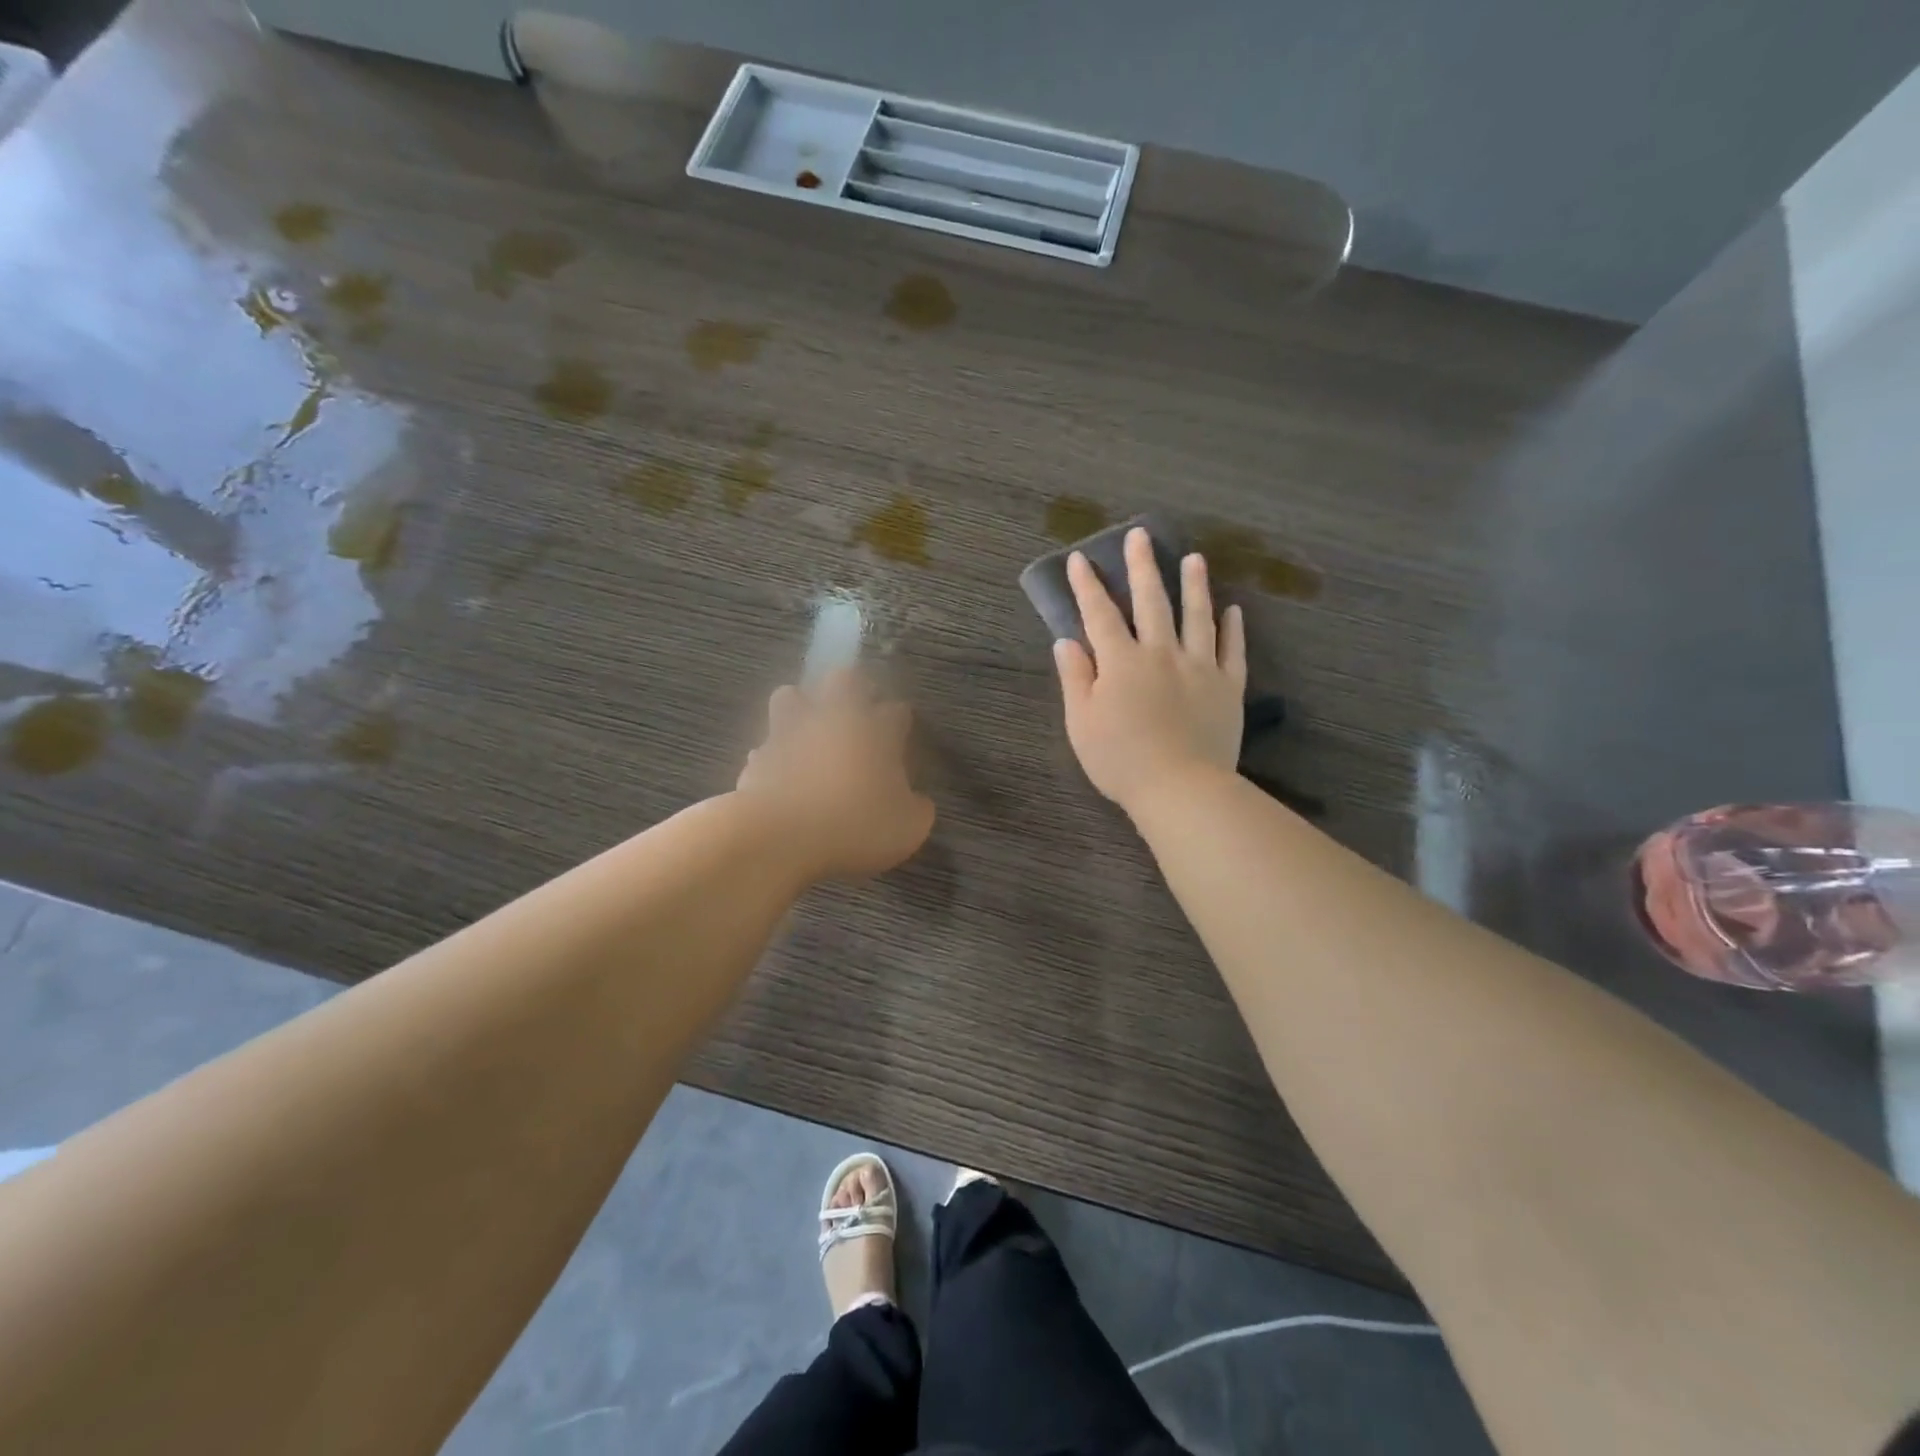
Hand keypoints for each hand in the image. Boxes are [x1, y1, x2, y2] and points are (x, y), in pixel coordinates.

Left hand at [736, 669, 935, 880]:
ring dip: (801, 707)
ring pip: (791, 695)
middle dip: (854, 689)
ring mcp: (790, 732)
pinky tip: (781, 775)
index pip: (897, 710)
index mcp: (877, 730)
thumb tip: (916, 801)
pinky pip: (766, 744)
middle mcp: (834, 719)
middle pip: (844, 678)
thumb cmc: (855, 825)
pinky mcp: (758, 755)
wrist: (780, 835)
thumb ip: (917, 808)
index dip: (900, 723)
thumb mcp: (908, 827)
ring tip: (809, 734)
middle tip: (858, 716)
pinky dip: (774, 754)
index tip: (900, 740)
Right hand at [1054, 527, 1246, 811]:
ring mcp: (1199, 667)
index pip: (1100, 615)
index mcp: (1121, 662)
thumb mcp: (1081, 723)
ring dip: (1194, 585)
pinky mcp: (1227, 687)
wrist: (1180, 787)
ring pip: (1197, 616)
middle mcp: (1161, 653)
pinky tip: (1233, 610)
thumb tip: (1066, 641)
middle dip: (1142, 567)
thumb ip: (1076, 678)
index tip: (1080, 559)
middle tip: (1141, 536)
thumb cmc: (1120, 760)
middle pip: (1151, 602)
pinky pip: (1232, 650)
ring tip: (1195, 558)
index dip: (1087, 586)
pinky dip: (1233, 628)